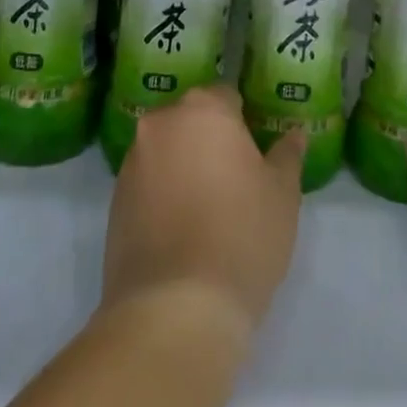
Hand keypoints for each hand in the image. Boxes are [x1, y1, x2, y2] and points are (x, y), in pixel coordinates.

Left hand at [101, 84, 306, 339]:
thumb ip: (287, 155)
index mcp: (202, 110)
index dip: (247, 122)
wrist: (175, 309)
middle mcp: (160, 125)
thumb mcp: (283, 194)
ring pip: (168, 151)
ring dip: (186, 167)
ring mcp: (131, 163)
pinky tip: (184, 232)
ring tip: (210, 210)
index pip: (228, 97)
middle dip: (212, 141)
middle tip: (238, 180)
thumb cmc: (242, 236)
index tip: (259, 153)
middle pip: (192, 121)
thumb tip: (293, 134)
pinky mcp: (113, 202)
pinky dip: (164, 195)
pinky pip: (148, 184)